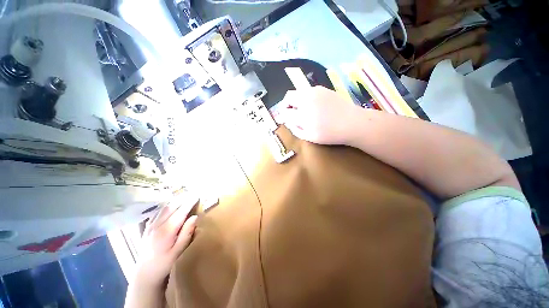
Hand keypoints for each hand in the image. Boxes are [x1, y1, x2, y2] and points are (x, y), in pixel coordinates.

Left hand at [133, 193, 198, 288]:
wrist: (145, 274)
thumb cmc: (164, 263)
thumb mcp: (178, 251)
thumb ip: (186, 233)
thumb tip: (195, 217)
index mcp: (166, 231)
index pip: (180, 212)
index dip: (189, 203)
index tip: (197, 195)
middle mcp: (157, 226)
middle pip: (171, 207)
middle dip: (183, 199)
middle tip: (192, 193)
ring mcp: (150, 226)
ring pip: (163, 209)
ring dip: (174, 201)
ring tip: (183, 196)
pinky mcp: (146, 229)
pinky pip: (157, 213)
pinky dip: (165, 207)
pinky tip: (169, 205)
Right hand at [276, 86, 360, 144]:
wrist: (352, 123)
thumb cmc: (330, 134)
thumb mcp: (310, 137)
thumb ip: (296, 129)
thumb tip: (288, 122)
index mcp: (302, 114)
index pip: (285, 112)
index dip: (284, 116)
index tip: (286, 120)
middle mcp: (306, 99)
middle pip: (288, 96)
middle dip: (286, 105)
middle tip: (291, 113)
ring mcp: (315, 92)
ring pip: (298, 92)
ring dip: (296, 100)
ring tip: (303, 110)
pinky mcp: (323, 89)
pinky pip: (308, 91)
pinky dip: (305, 97)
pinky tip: (313, 106)